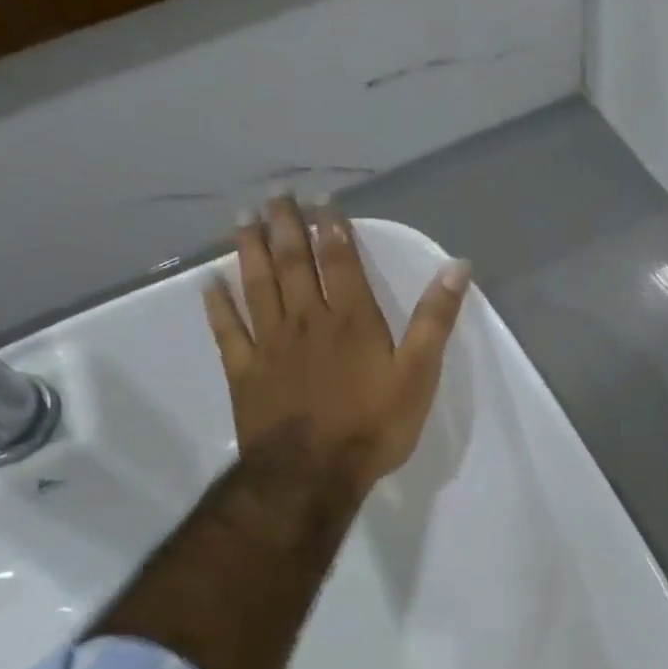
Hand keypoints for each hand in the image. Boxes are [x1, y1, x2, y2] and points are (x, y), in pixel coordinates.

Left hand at [202, 197, 470, 495]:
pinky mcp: (245, 372)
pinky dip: (218, 305)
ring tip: (242, 218)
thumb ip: (435, 320)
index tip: (322, 197)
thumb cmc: (373, 426)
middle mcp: (307, 320)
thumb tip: (457, 266)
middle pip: (294, 264)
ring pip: (258, 286)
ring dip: (251, 250)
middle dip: (286, 226)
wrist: (313, 473)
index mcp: (352, 320)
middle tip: (275, 195)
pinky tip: (209, 283)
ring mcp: (270, 345)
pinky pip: (227, 330)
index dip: (333, 227)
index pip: (341, 261)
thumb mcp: (419, 374)